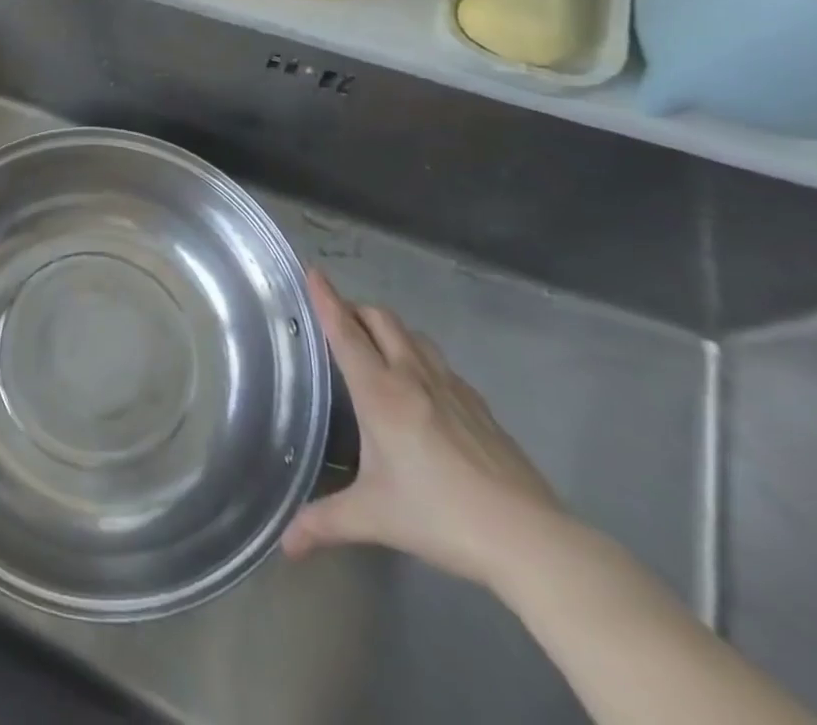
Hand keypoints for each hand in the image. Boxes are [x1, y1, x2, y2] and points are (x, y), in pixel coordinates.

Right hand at [282, 269, 566, 591]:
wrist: (530, 540)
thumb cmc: (441, 517)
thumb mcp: (374, 518)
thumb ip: (325, 523)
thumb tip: (285, 545)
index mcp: (380, 393)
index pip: (345, 332)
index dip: (326, 299)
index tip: (313, 270)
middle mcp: (412, 377)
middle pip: (381, 320)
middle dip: (355, 309)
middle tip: (336, 316)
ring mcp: (452, 388)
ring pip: (413, 335)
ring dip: (388, 328)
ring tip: (375, 343)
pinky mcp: (480, 406)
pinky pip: (440, 362)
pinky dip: (419, 355)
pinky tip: (422, 384)